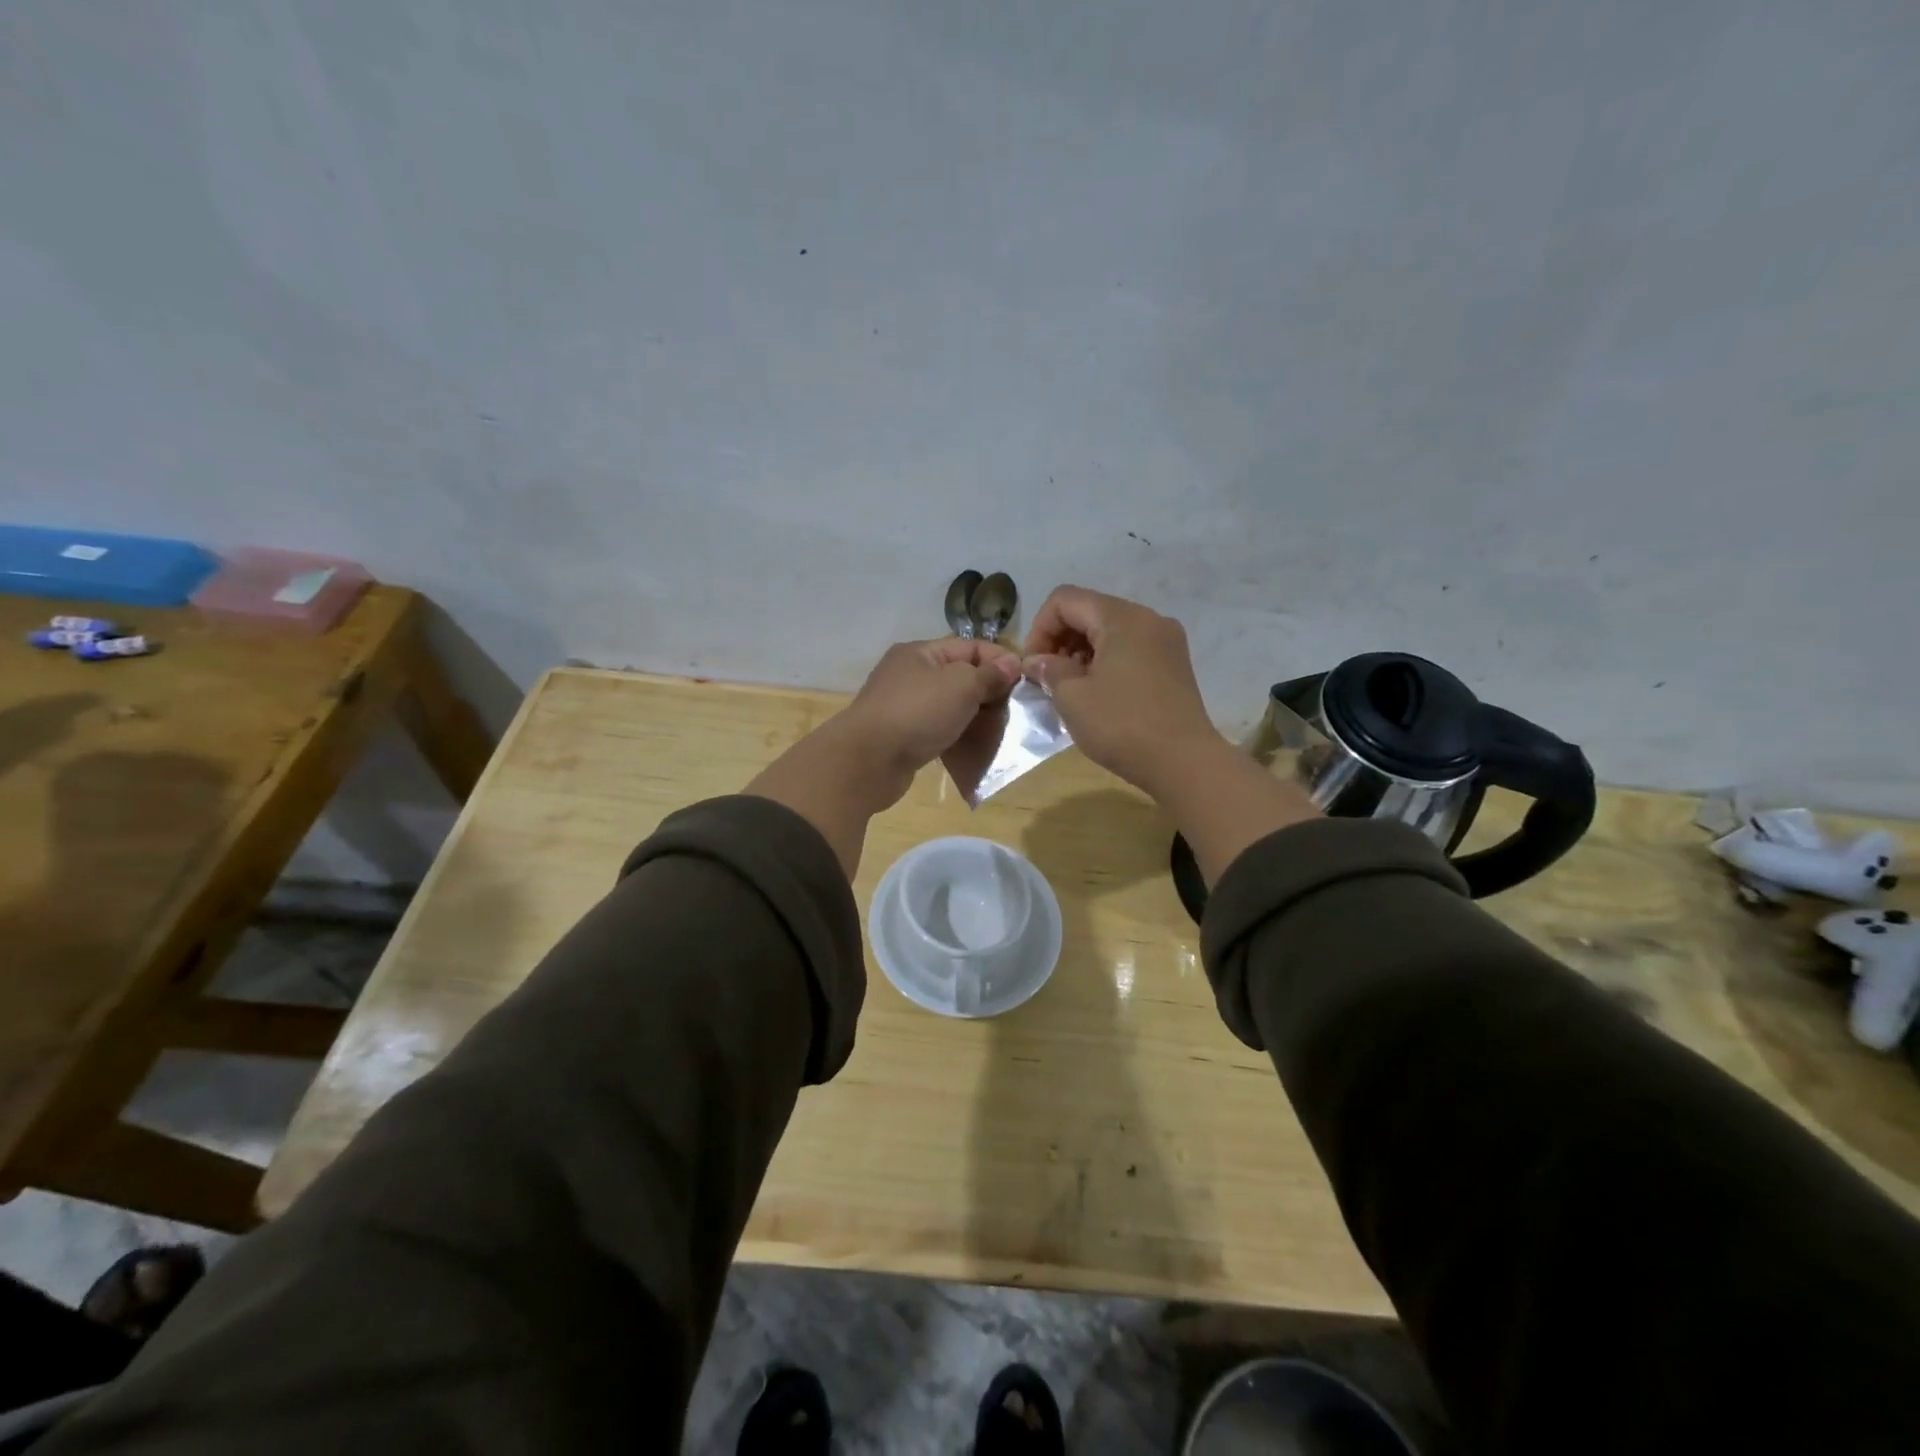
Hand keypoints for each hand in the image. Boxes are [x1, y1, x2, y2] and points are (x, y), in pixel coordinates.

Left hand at [838, 638, 1023, 802]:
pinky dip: (959, 737)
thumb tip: (1012, 663)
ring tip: (1002, 732)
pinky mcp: (904, 737)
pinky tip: (977, 749)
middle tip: (1018, 711)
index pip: (970, 647)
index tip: (1027, 681)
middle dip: (990, 692)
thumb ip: (988, 675)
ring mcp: (905, 707)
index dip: (1000, 660)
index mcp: (920, 653)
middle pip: (961, 677)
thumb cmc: (917, 713)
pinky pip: (940, 731)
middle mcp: (911, 675)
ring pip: (952, 706)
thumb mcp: (960, 686)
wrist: (868, 761)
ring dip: (976, 718)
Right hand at [1022, 585, 1218, 793]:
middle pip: (1089, 611)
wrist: (1184, 763)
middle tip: (1047, 679)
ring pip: (1110, 631)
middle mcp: (1148, 618)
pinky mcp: (1174, 664)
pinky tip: (1098, 694)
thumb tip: (1037, 661)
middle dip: (1060, 640)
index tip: (1033, 667)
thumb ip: (1049, 670)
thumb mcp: (1072, 698)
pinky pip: (1130, 648)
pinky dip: (1106, 662)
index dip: (1039, 629)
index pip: (1064, 600)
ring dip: (1081, 653)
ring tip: (1070, 689)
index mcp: (1122, 617)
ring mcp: (1166, 640)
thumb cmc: (1122, 726)